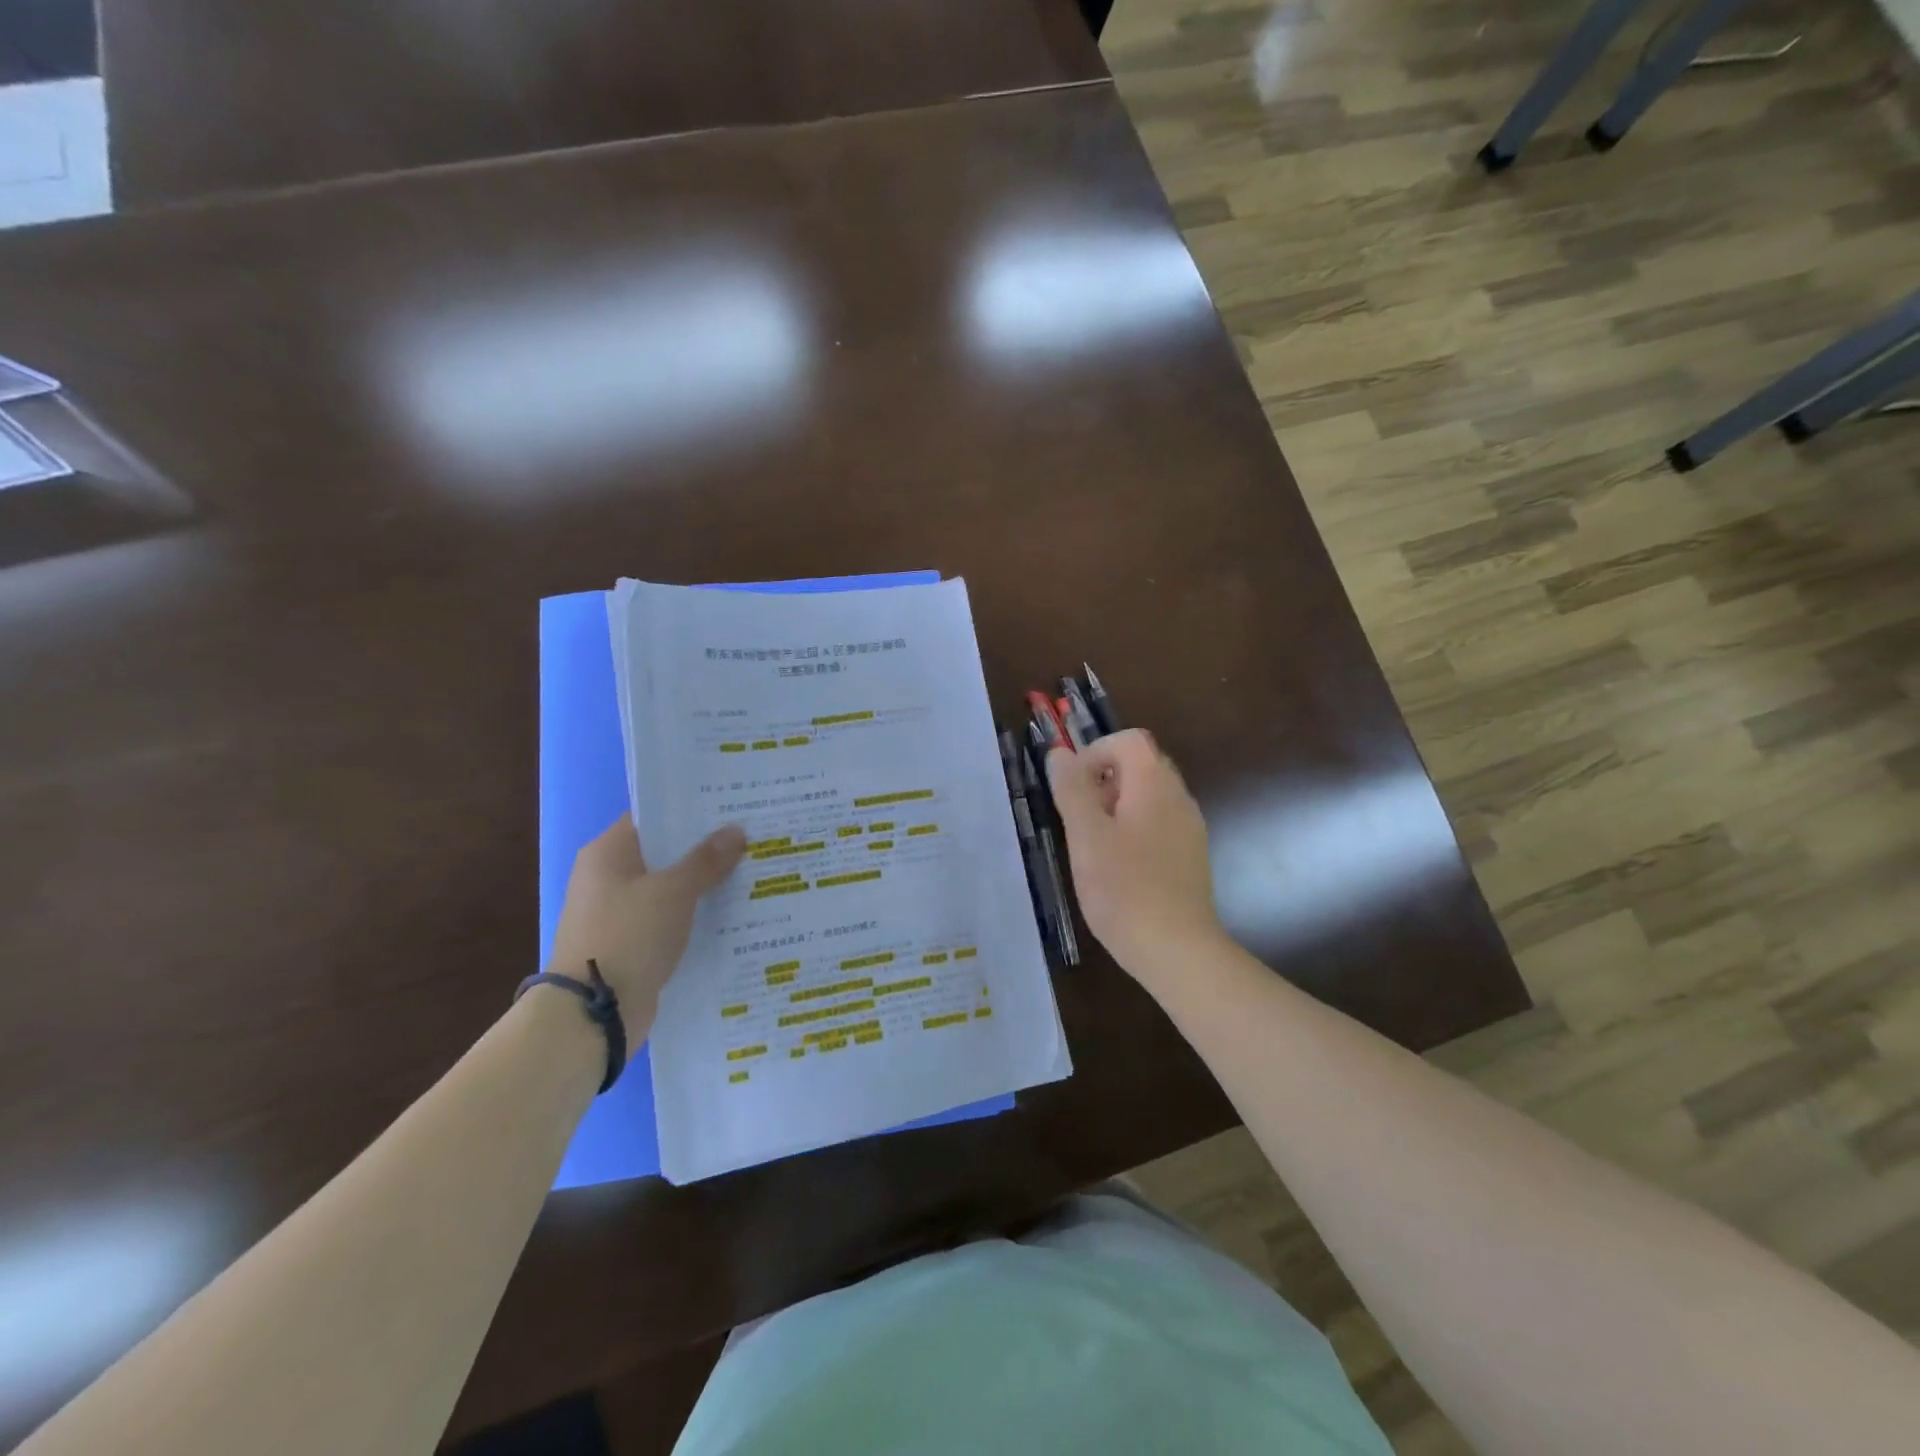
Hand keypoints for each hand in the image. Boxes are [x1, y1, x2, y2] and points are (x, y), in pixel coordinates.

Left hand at [547, 818, 746, 1022]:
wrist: (594, 1012)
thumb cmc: (629, 936)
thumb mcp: (674, 891)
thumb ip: (706, 860)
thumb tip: (736, 830)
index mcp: (607, 853)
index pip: (652, 817)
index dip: (690, 811)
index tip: (730, 806)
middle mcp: (608, 877)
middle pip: (664, 852)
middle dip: (705, 847)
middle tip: (750, 836)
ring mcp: (617, 912)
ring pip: (669, 887)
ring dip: (703, 883)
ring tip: (750, 870)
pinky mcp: (631, 943)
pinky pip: (669, 917)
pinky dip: (694, 913)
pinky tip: (731, 911)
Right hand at [1047, 729, 1225, 984]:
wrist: (1177, 950)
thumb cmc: (1124, 889)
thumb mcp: (1086, 835)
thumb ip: (1072, 789)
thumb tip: (1060, 752)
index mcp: (1155, 785)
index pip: (1129, 740)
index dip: (1095, 752)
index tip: (1072, 786)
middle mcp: (1179, 798)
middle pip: (1141, 765)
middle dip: (1104, 779)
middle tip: (1078, 815)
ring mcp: (1189, 828)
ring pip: (1149, 796)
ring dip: (1116, 806)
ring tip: (1092, 844)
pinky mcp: (1190, 857)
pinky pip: (1159, 823)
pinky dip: (1133, 828)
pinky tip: (1117, 867)